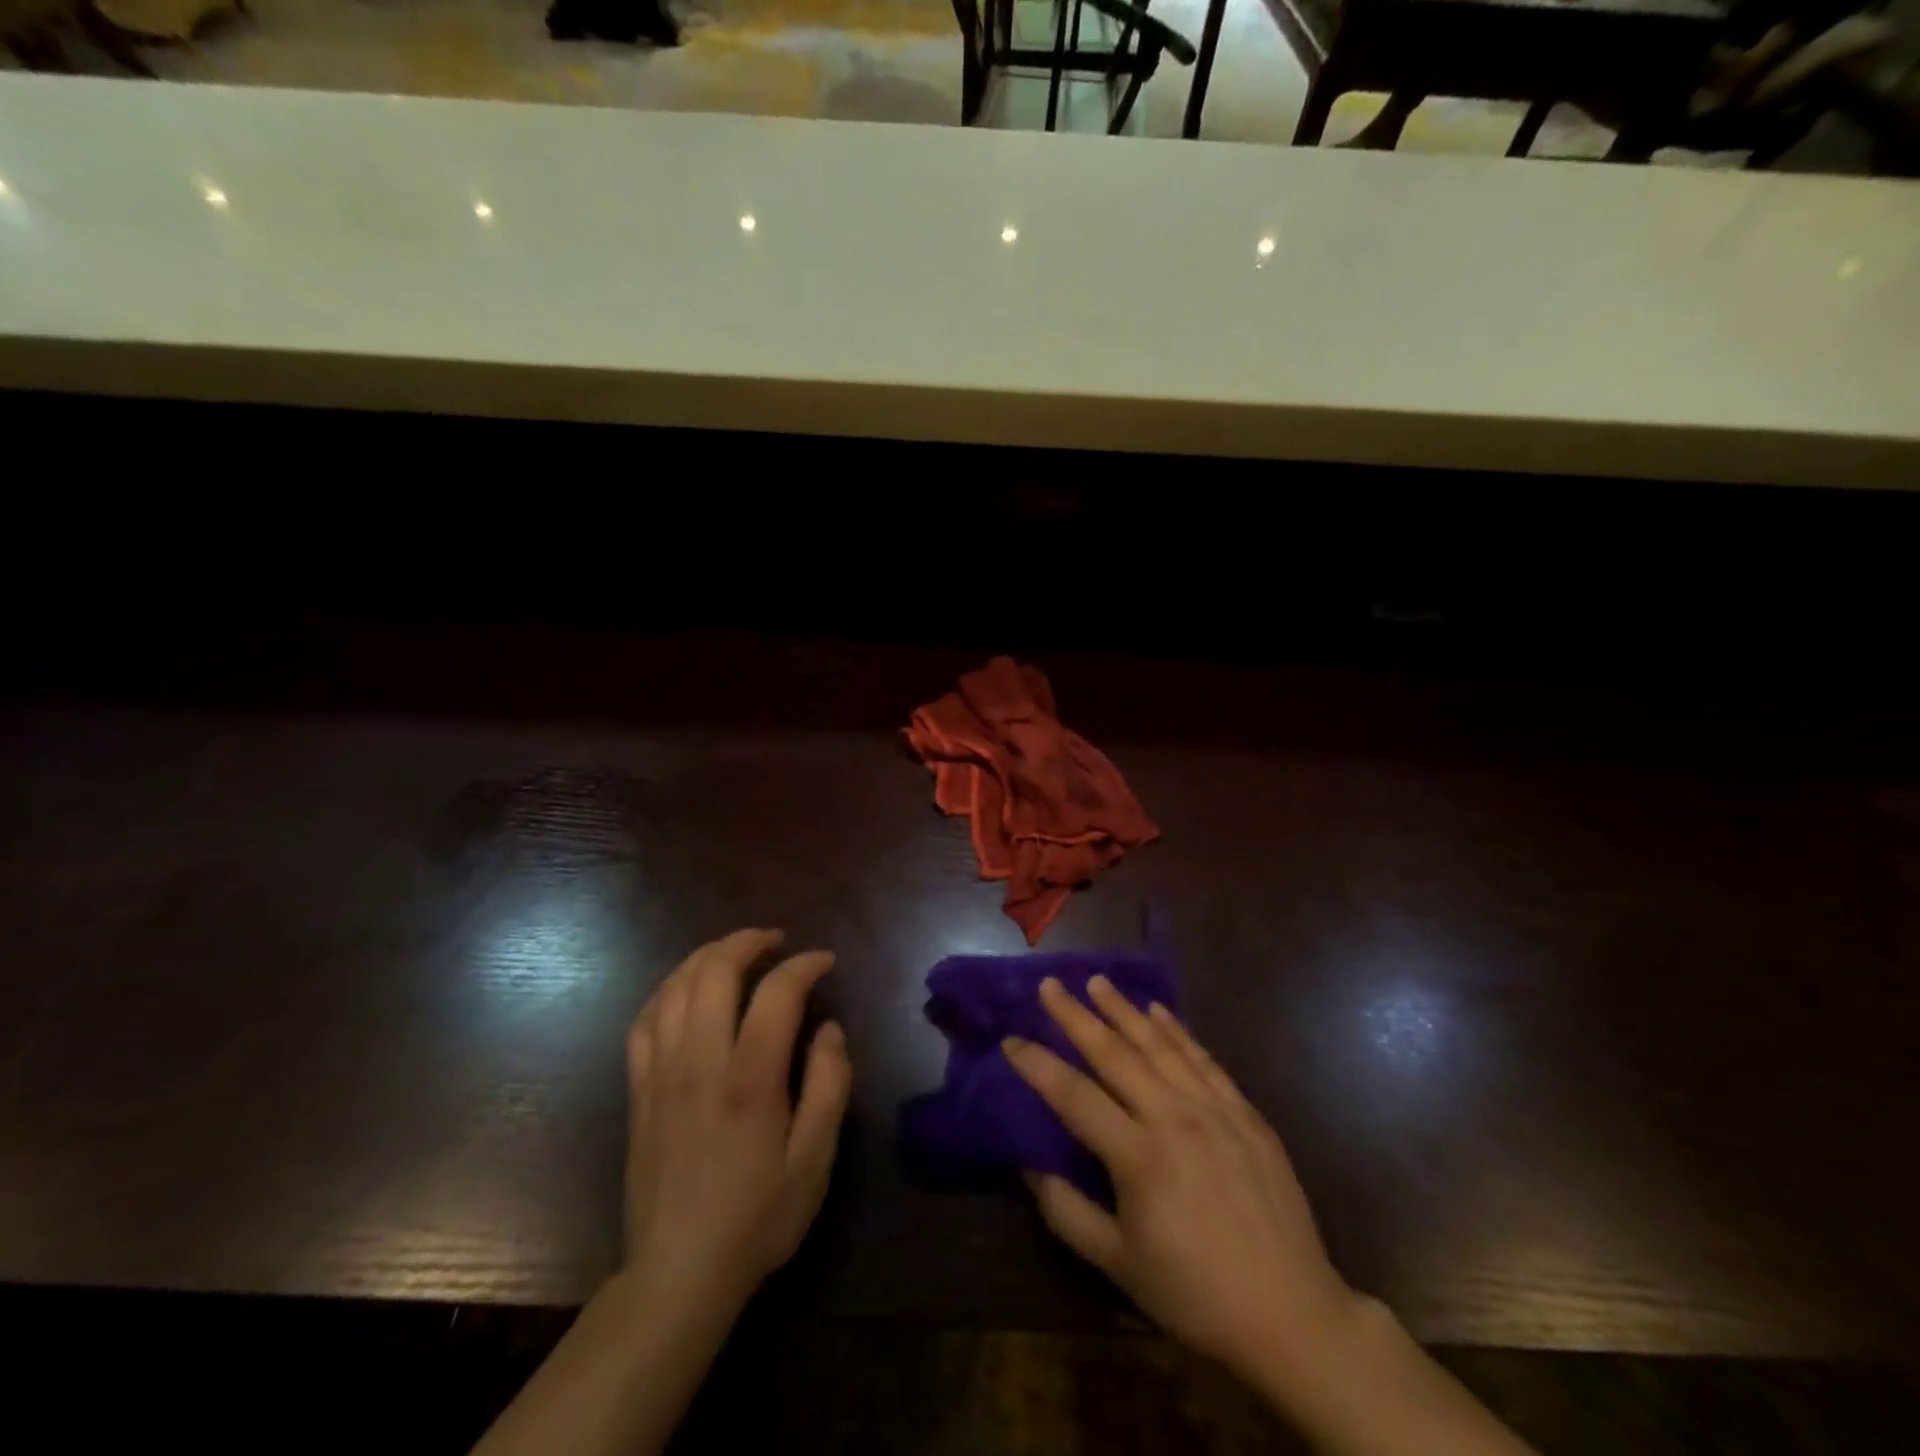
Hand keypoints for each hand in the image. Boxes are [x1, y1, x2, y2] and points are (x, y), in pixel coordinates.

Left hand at [622, 928, 850, 1321]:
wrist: (678, 1275)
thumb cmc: (757, 1218)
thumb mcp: (815, 1160)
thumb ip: (829, 1085)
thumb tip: (829, 1029)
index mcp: (749, 1080)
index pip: (776, 993)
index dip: (804, 965)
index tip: (824, 962)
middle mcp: (700, 1063)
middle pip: (715, 972)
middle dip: (748, 942)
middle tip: (776, 941)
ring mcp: (661, 1074)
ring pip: (675, 987)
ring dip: (707, 957)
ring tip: (735, 953)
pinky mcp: (639, 1090)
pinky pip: (644, 1020)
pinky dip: (667, 990)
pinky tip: (685, 990)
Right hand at [1002, 977, 1360, 1382]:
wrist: (1291, 1313)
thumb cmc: (1195, 1293)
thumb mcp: (1118, 1265)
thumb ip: (1067, 1212)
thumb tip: (1029, 1165)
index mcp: (1139, 1157)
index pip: (1074, 1096)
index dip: (1037, 1066)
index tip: (1010, 1039)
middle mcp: (1174, 1119)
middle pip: (1114, 1054)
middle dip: (1076, 1016)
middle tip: (1050, 985)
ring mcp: (1214, 1110)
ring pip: (1159, 1045)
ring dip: (1124, 1010)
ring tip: (1097, 981)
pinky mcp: (1245, 1113)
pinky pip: (1204, 1059)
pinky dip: (1178, 1031)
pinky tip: (1159, 1010)